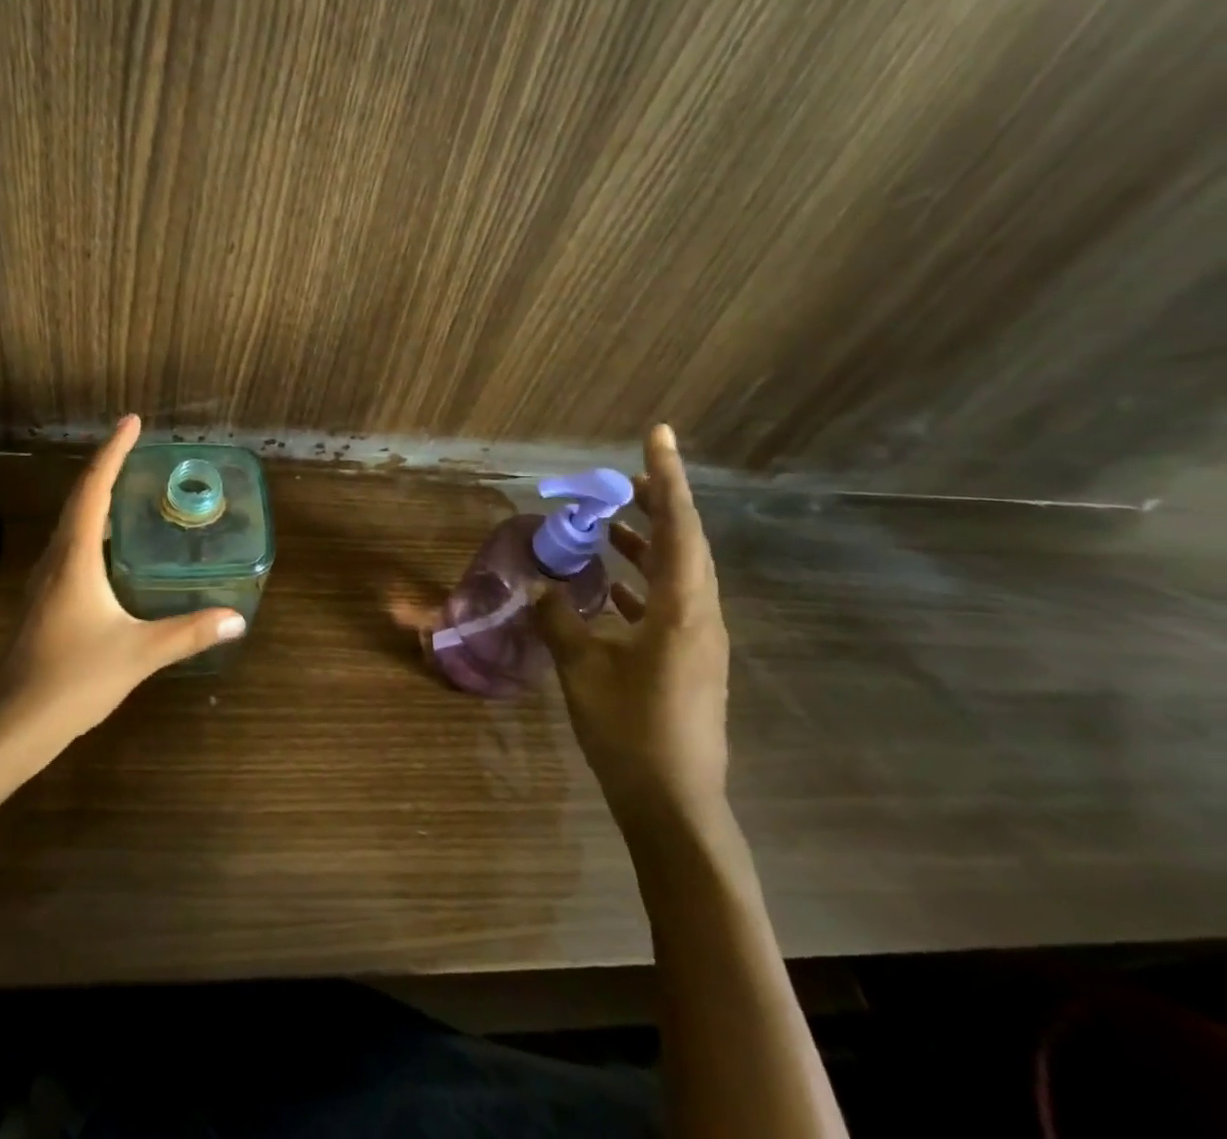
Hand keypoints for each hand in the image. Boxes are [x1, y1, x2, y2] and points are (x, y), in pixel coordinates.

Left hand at [0, 415, 245, 751]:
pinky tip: (112, 548)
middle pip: (79, 498)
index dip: (113, 452)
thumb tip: (237, 619)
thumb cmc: (71, 679)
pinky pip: (71, 547)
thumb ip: (188, 633)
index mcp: (75, 558)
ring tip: (128, 486)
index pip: (94, 489)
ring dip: (96, 497)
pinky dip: (93, 528)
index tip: (132, 422)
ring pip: (72, 524)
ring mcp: (46, 582)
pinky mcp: (45, 602)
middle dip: (106, 466)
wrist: (9, 725)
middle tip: (136, 446)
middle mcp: (56, 559)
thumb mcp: (138, 653)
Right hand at [537, 424, 730, 829]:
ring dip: (648, 543)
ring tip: (612, 523)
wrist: (675, 805)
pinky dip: (641, 581)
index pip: (678, 526)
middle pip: (686, 543)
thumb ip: (559, 619)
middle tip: (623, 479)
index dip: (667, 477)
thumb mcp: (582, 670)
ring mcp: (698, 641)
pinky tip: (609, 586)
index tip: (658, 435)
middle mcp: (700, 616)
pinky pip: (668, 602)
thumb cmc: (630, 731)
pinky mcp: (689, 661)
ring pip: (678, 573)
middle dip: (658, 504)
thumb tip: (541, 586)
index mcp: (682, 609)